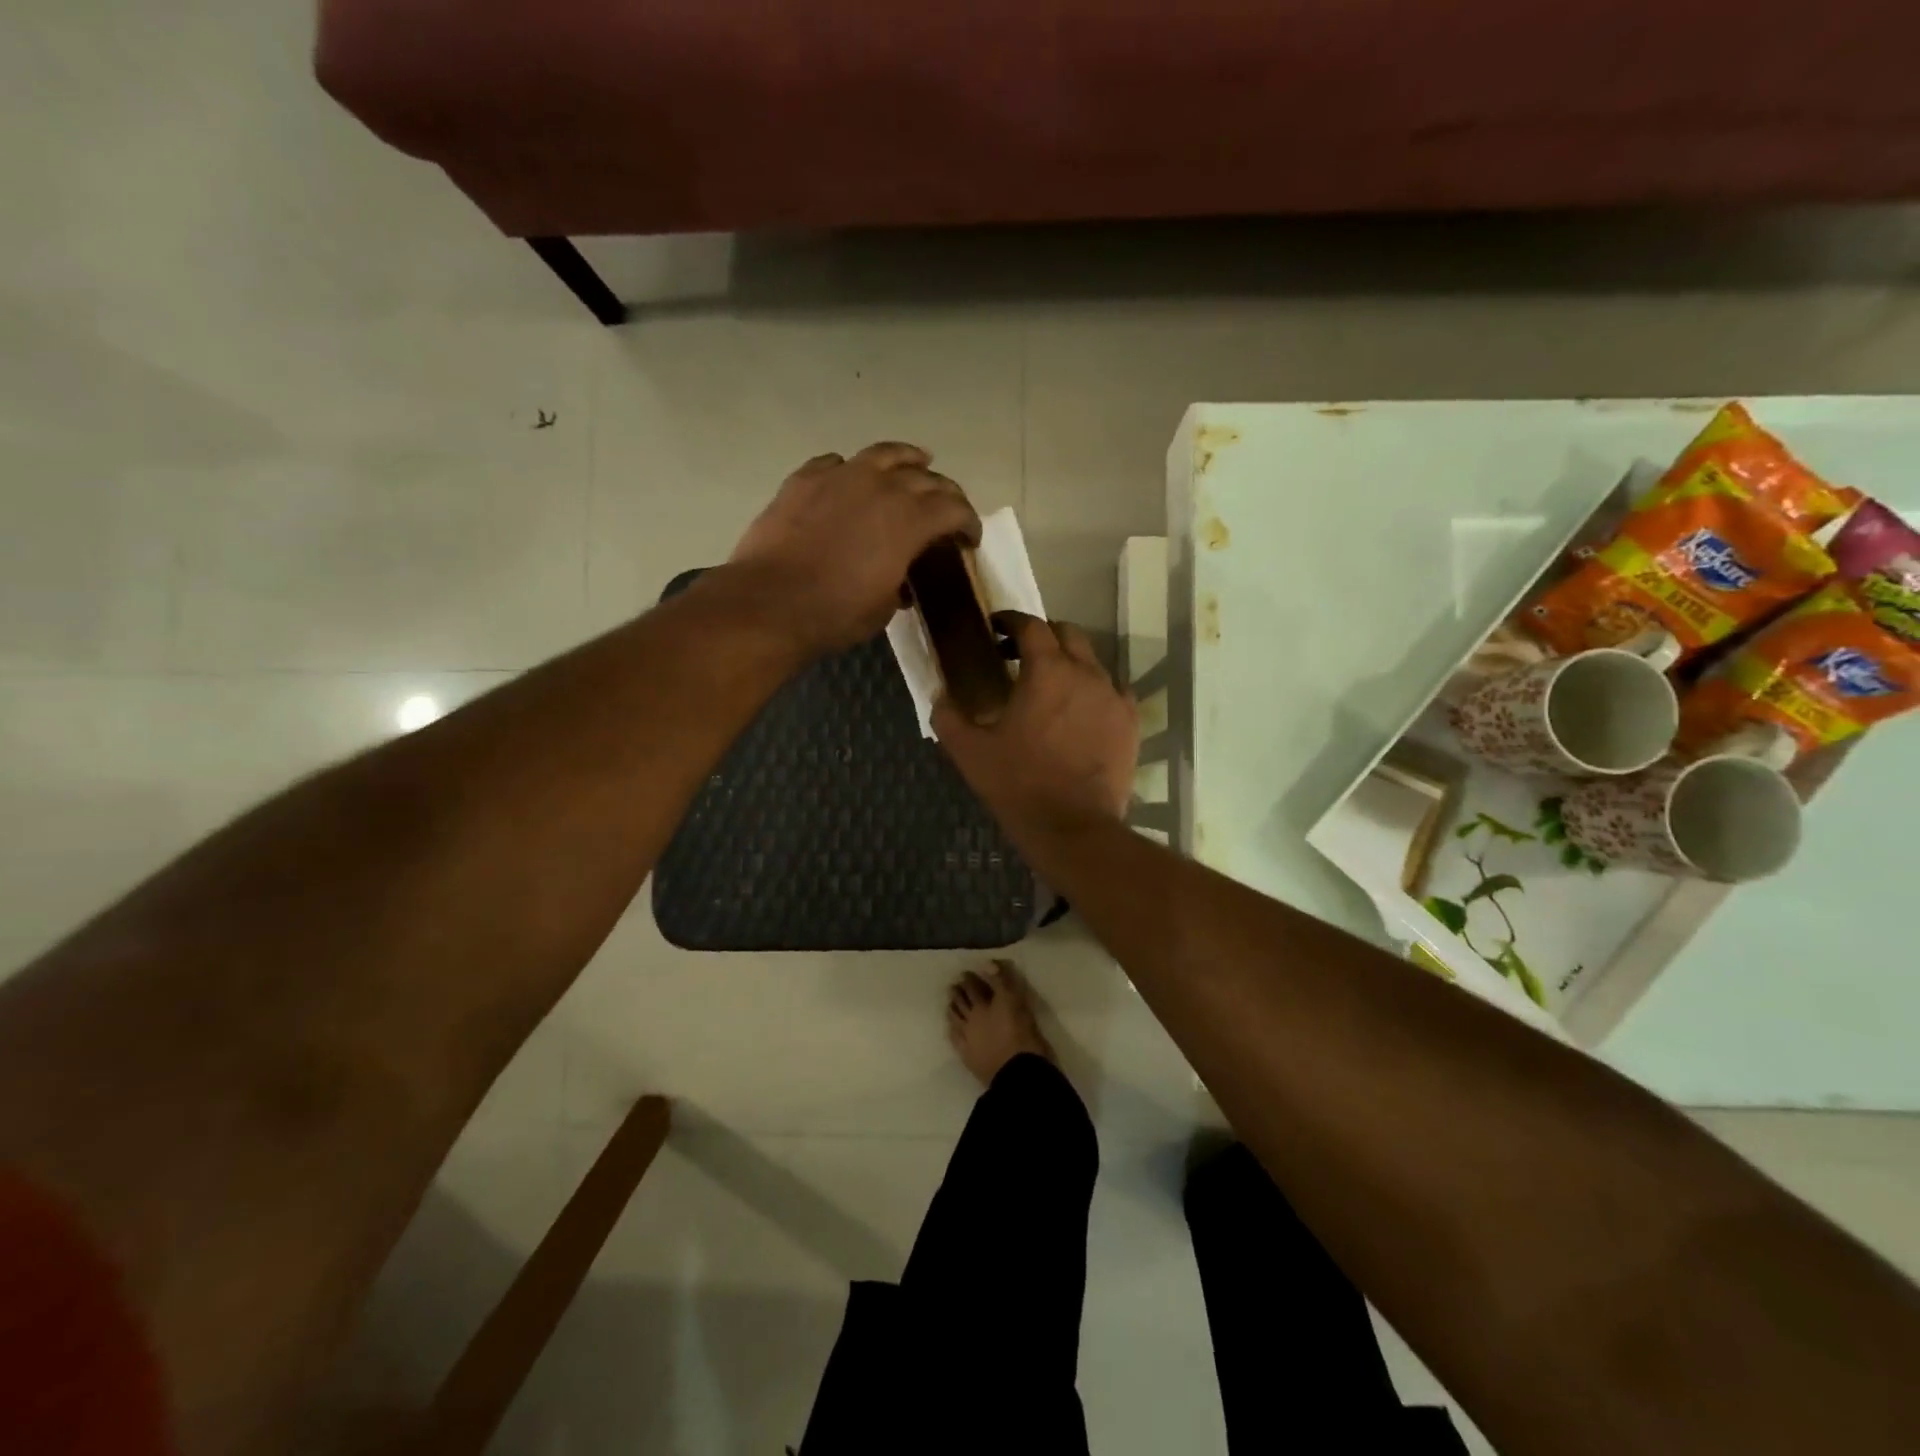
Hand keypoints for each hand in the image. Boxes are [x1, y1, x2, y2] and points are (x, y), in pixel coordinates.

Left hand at [728, 443, 981, 653]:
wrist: (769, 603)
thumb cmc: (835, 614)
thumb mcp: (883, 607)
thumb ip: (900, 581)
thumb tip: (899, 580)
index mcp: (910, 519)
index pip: (954, 508)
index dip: (968, 522)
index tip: (969, 538)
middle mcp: (881, 486)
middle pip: (925, 477)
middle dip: (944, 492)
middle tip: (947, 508)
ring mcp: (840, 476)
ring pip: (884, 453)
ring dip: (906, 459)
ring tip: (915, 464)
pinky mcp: (805, 479)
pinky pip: (837, 463)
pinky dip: (852, 470)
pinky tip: (850, 480)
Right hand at [934, 612, 1139, 830]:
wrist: (1073, 827)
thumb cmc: (1018, 785)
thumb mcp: (970, 752)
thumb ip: (949, 716)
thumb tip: (940, 695)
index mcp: (1046, 670)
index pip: (1031, 625)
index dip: (1011, 621)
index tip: (997, 628)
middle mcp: (1086, 672)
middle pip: (1068, 633)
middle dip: (1044, 636)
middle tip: (1022, 654)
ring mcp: (1114, 696)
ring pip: (1093, 662)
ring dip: (1070, 664)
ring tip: (1052, 687)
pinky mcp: (1131, 721)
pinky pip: (1113, 691)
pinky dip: (1094, 691)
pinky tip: (1081, 712)